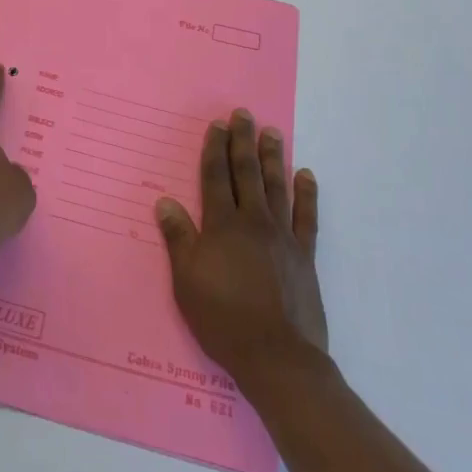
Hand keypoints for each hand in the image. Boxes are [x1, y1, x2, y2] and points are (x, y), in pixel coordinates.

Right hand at [155, 110, 326, 389]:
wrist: (276, 356)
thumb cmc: (222, 318)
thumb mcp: (186, 281)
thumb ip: (178, 238)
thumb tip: (165, 202)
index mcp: (221, 226)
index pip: (215, 178)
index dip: (214, 149)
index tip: (217, 125)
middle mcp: (253, 222)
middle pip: (246, 173)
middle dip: (242, 142)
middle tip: (243, 114)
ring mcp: (283, 237)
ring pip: (277, 187)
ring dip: (273, 157)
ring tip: (271, 132)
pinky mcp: (305, 255)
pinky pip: (306, 216)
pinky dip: (307, 193)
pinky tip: (306, 174)